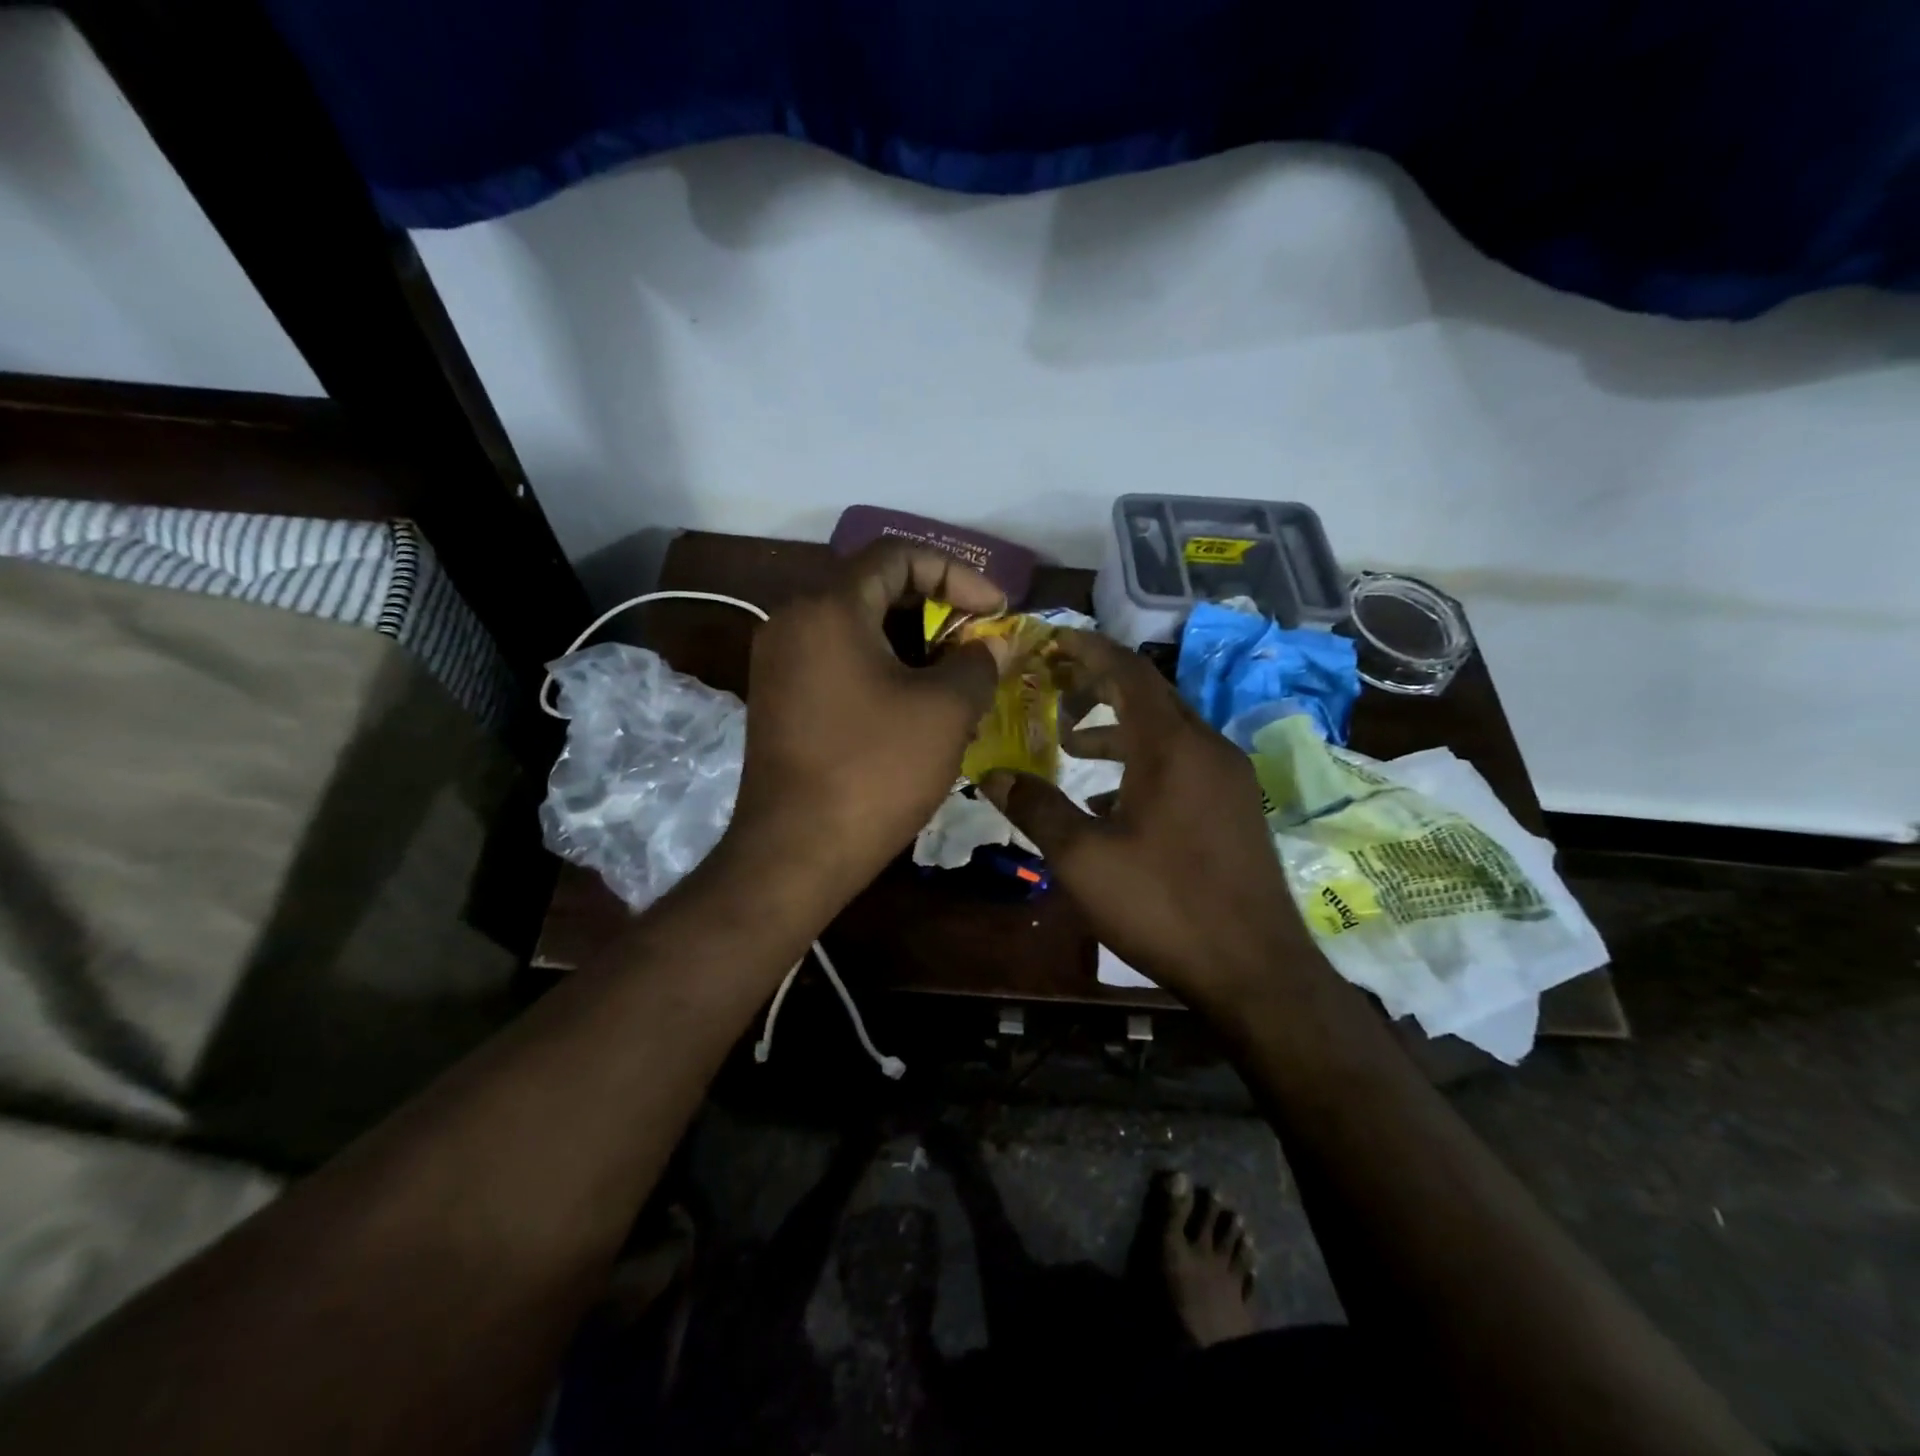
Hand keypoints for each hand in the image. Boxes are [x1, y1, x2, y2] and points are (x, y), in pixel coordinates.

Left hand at [722, 543, 1008, 902]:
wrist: (794, 854)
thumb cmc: (875, 772)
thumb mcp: (944, 712)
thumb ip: (978, 663)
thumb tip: (995, 645)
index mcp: (828, 607)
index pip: (898, 555)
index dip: (957, 573)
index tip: (996, 611)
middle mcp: (793, 620)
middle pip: (876, 588)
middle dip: (937, 610)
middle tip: (979, 644)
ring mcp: (780, 661)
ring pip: (859, 628)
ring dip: (913, 644)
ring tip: (957, 678)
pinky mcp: (781, 698)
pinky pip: (840, 661)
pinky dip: (883, 668)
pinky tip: (918, 705)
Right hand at [981, 630, 1310, 1009]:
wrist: (1254, 969)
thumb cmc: (1163, 904)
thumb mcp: (1083, 858)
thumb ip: (1036, 808)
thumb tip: (990, 774)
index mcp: (1172, 745)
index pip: (1127, 671)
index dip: (1087, 650)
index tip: (1051, 642)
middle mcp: (1207, 747)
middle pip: (1149, 694)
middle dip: (1099, 686)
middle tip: (1052, 688)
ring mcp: (1228, 778)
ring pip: (1167, 731)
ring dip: (1119, 729)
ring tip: (1072, 745)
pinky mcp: (1235, 807)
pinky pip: (1183, 763)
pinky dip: (1143, 763)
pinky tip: (1112, 800)